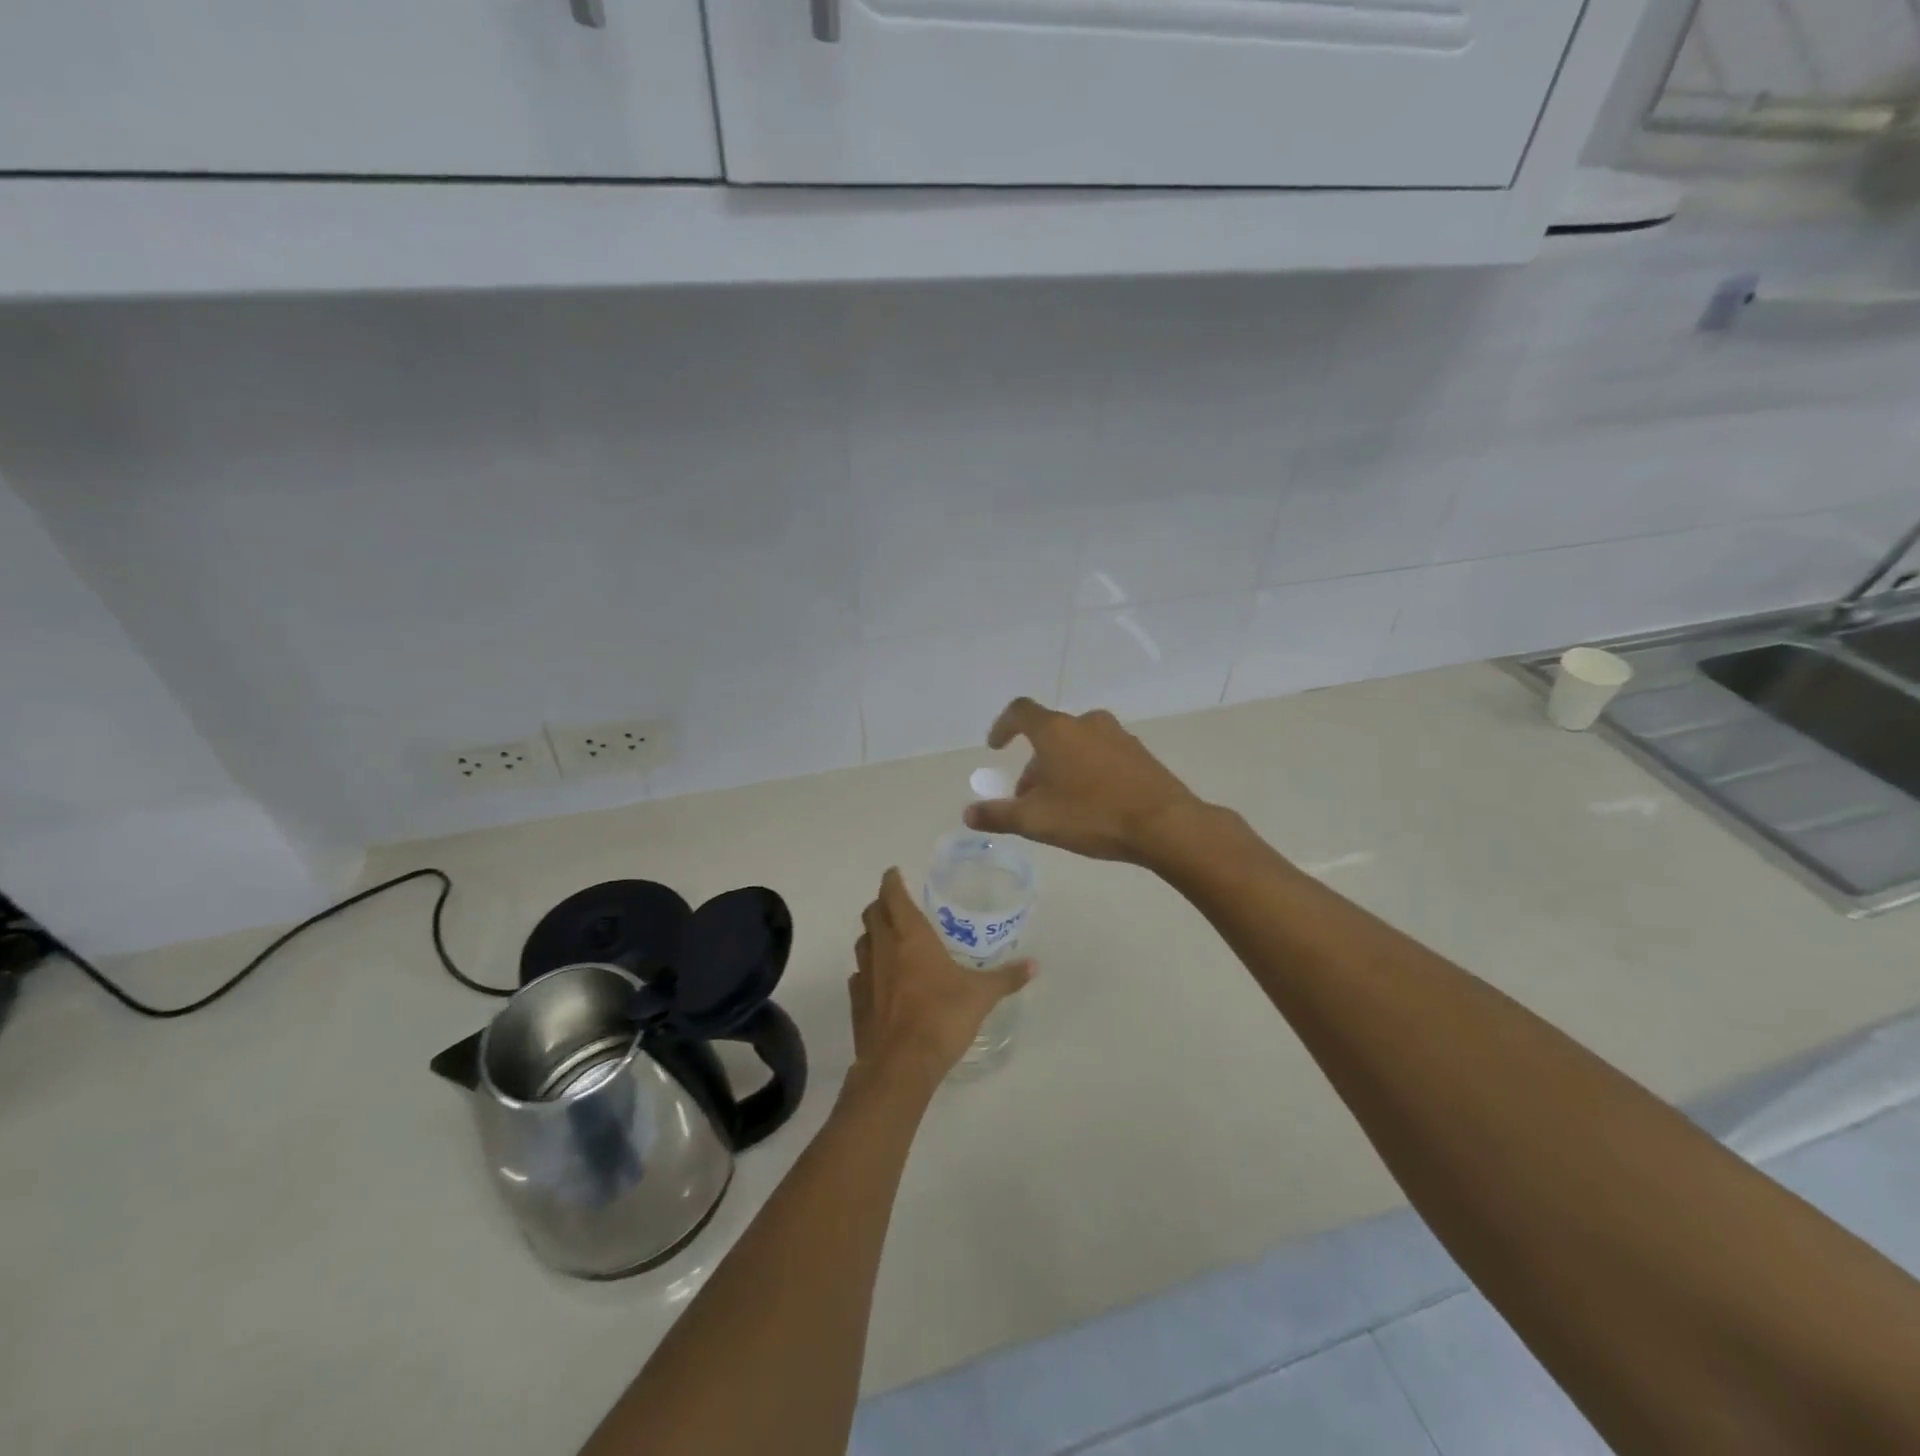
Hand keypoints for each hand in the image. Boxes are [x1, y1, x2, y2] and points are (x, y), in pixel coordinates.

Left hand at [849, 868, 1032, 1086]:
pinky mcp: (857, 1002)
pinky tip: (880, 978)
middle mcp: (883, 948)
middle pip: (872, 914)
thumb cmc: (942, 1017)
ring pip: (862, 942)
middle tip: (895, 903)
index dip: (891, 881)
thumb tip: (1034, 965)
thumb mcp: (981, 995)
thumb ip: (1006, 978)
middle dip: (881, 904)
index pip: (893, 896)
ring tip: (888, 937)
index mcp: (910, 936)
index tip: (894, 873)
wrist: (900, 1064)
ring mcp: (865, 975)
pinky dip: (867, 968)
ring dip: (872, 934)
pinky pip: (858, 974)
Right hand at [964, 699, 1202, 864]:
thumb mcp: (1036, 821)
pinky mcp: (1139, 753)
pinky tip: (1093, 804)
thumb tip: (968, 813)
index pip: (1020, 712)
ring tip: (1060, 804)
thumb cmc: (1092, 816)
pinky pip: (1102, 755)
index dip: (1002, 726)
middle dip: (1034, 763)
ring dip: (1061, 768)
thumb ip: (998, 815)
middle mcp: (1086, 723)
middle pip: (1049, 735)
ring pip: (1076, 745)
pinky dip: (1087, 771)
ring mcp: (1117, 735)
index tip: (995, 747)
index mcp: (1056, 731)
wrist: (1165, 824)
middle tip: (1028, 798)